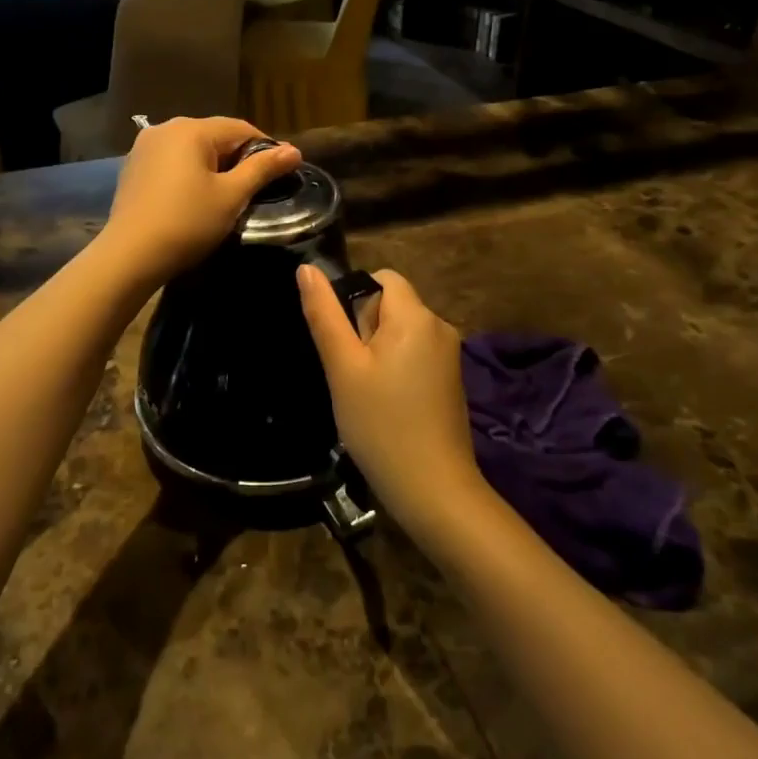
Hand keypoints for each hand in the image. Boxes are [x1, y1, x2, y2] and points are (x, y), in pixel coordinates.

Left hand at [99, 117, 301, 285]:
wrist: (130, 255)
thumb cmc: (187, 223)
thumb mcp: (231, 196)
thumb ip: (262, 169)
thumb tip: (294, 151)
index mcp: (192, 129)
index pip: (241, 128)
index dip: (266, 148)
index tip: (282, 172)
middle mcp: (166, 128)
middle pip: (214, 135)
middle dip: (238, 156)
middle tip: (256, 187)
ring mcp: (145, 146)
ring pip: (192, 148)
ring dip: (213, 165)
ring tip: (227, 193)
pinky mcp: (133, 166)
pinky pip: (172, 161)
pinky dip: (189, 172)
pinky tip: (194, 197)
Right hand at [297, 266, 484, 542]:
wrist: (434, 490)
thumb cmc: (381, 425)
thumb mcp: (343, 369)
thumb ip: (324, 315)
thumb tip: (306, 268)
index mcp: (416, 316)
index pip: (382, 278)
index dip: (354, 299)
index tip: (343, 341)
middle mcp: (440, 326)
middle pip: (392, 304)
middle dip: (365, 328)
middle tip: (351, 373)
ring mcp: (450, 355)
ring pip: (401, 332)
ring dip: (378, 351)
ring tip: (365, 392)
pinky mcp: (451, 380)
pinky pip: (415, 354)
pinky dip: (396, 368)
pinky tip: (386, 405)